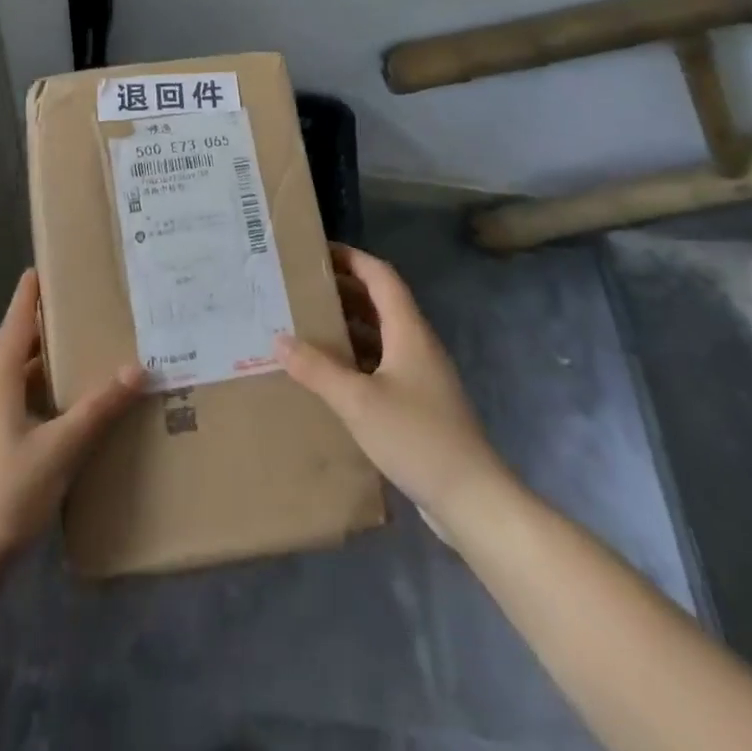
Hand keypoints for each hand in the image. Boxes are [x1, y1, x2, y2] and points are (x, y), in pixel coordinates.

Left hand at [0, 269, 145, 568]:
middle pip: (12, 340)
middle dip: (41, 322)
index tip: (50, 263)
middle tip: (77, 310)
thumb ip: (99, 408)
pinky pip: (13, 396)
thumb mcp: (60, 448)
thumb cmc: (4, 493)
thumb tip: (139, 367)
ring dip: (39, 358)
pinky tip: (63, 406)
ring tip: (78, 352)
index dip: (32, 289)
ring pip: (12, 371)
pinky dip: (37, 388)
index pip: (17, 315)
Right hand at [276, 244, 506, 523]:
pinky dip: (356, 357)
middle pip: (379, 302)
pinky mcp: (420, 403)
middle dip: (343, 290)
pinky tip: (331, 374)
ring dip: (348, 325)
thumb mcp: (358, 401)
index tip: (317, 251)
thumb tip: (279, 338)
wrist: (472, 499)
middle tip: (301, 288)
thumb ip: (317, 368)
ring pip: (380, 334)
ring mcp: (421, 375)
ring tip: (307, 324)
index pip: (380, 276)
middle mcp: (417, 344)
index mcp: (408, 330)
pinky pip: (382, 363)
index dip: (352, 258)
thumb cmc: (416, 437)